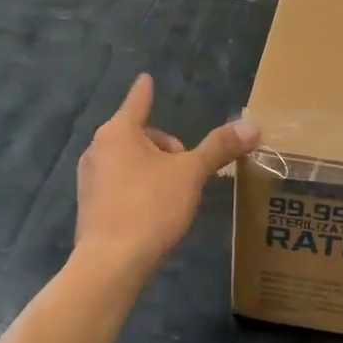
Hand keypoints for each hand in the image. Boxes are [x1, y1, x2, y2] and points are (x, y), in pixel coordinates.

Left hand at [74, 74, 258, 279]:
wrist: (110, 264)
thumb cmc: (150, 207)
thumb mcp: (191, 174)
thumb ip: (219, 147)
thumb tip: (253, 125)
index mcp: (119, 132)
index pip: (138, 101)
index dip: (146, 90)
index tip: (146, 78)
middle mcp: (98, 149)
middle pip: (138, 135)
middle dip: (165, 147)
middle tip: (186, 170)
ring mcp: (89, 179)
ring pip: (128, 161)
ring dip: (152, 168)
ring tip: (173, 194)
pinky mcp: (89, 206)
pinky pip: (118, 185)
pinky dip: (137, 188)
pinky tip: (153, 213)